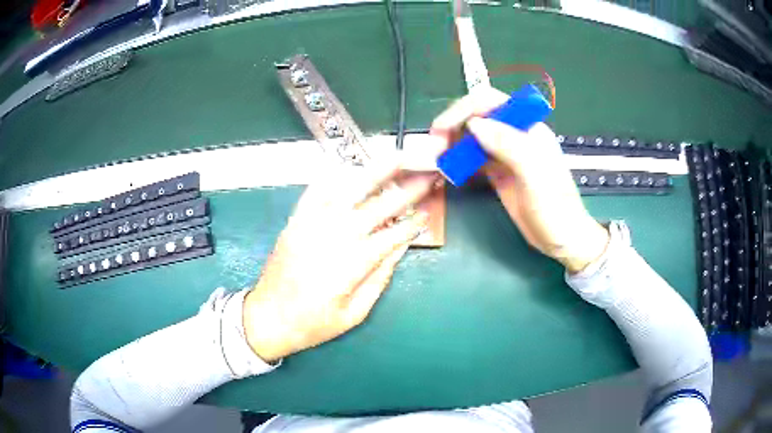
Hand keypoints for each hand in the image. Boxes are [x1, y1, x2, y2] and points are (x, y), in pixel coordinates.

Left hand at [243, 161, 439, 361]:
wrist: (268, 318)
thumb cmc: (314, 323)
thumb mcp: (355, 313)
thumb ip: (379, 278)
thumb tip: (400, 247)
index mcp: (352, 264)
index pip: (392, 236)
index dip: (413, 224)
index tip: (428, 213)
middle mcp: (335, 236)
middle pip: (378, 207)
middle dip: (407, 191)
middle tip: (426, 176)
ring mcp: (312, 224)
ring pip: (350, 190)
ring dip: (376, 172)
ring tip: (397, 157)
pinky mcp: (296, 220)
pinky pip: (316, 191)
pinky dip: (335, 177)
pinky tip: (351, 168)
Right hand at [430, 87, 608, 272]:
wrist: (562, 239)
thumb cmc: (556, 209)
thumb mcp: (535, 176)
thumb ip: (509, 145)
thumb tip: (474, 124)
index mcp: (527, 128)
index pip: (490, 102)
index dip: (464, 108)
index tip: (442, 128)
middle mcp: (514, 136)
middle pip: (478, 116)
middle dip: (453, 125)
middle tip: (435, 147)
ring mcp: (505, 154)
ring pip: (473, 137)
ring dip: (453, 143)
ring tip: (438, 159)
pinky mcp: (499, 173)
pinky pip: (474, 158)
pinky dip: (459, 160)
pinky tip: (450, 169)